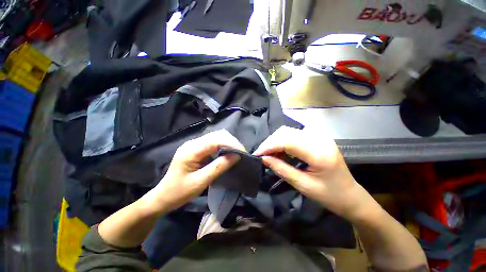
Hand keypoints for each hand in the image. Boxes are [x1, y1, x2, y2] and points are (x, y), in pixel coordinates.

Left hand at [142, 130, 245, 213]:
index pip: (216, 139)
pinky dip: (223, 146)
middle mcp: (193, 143)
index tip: (242, 153)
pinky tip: (227, 153)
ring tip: (236, 153)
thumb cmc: (179, 192)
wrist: (163, 197)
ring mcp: (194, 144)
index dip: (232, 143)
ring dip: (229, 143)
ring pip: (217, 137)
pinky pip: (214, 143)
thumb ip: (219, 167)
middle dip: (232, 142)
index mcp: (191, 149)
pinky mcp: (197, 148)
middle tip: (241, 153)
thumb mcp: (201, 181)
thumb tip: (236, 156)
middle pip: (217, 134)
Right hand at [254, 126, 373, 219]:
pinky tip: (279, 151)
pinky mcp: (317, 138)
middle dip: (270, 142)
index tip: (257, 154)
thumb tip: (263, 158)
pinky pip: (294, 135)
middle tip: (262, 155)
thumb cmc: (330, 195)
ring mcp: (319, 136)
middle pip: (286, 132)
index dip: (269, 146)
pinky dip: (283, 141)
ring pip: (288, 131)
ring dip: (276, 141)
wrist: (351, 196)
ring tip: (269, 154)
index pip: (287, 141)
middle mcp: (319, 138)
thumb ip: (281, 169)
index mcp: (318, 152)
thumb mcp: (303, 185)